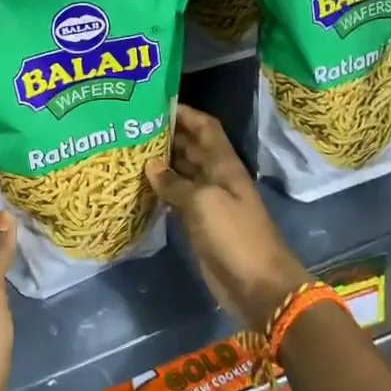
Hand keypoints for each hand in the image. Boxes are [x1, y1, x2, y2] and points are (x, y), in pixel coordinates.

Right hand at [146, 104, 308, 331]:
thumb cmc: (234, 236)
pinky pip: (179, 198)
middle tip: (133, 127)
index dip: (184, 113)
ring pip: (183, 173)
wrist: (259, 287)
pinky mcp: (201, 225)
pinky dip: (163, 190)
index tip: (156, 104)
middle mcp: (217, 177)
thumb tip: (151, 165)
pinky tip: (141, 186)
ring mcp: (210, 202)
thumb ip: (175, 182)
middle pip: (192, 147)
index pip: (205, 127)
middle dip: (167, 135)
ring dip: (162, 163)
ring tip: (130, 152)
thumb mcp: (202, 203)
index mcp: (224, 164)